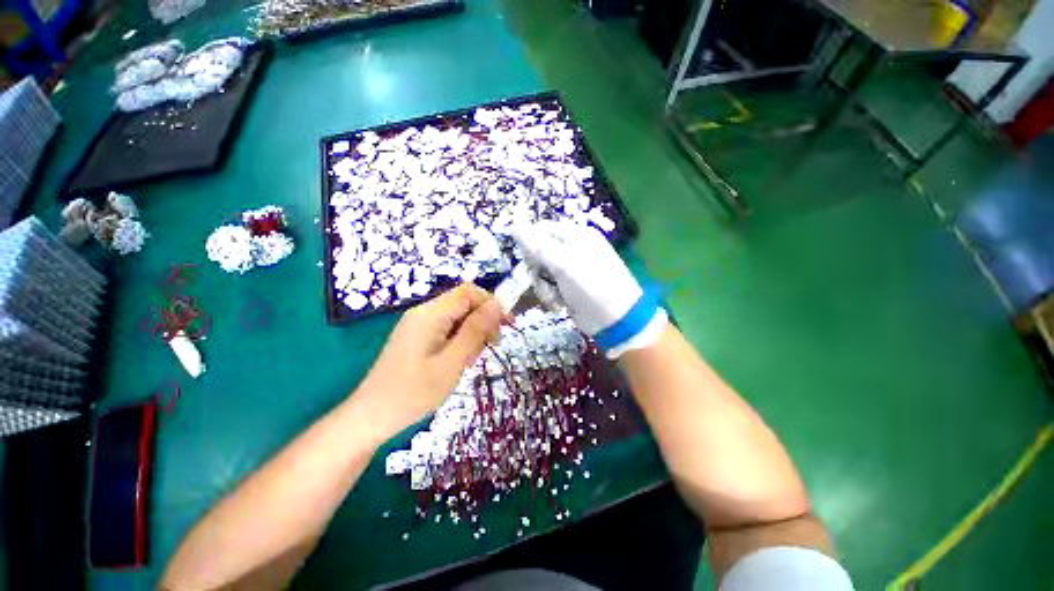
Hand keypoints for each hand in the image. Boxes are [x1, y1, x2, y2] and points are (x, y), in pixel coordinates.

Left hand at [353, 283, 503, 438]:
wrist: (371, 417)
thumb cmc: (413, 393)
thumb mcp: (453, 362)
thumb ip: (476, 330)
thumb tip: (498, 303)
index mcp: (431, 314)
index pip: (469, 292)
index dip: (491, 304)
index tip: (507, 326)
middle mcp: (424, 313)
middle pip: (463, 303)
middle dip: (483, 321)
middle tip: (492, 347)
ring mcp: (419, 325)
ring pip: (457, 318)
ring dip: (472, 334)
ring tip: (471, 360)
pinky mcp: (417, 337)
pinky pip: (446, 330)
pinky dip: (459, 341)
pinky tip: (459, 361)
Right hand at [512, 222, 666, 357]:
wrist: (616, 321)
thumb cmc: (592, 287)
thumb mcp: (564, 264)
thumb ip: (538, 246)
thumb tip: (514, 224)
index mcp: (576, 235)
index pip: (541, 230)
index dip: (530, 245)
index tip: (530, 262)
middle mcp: (572, 248)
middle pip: (538, 252)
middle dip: (537, 269)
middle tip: (544, 280)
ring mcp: (570, 269)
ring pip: (541, 271)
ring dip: (543, 286)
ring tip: (554, 296)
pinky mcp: (568, 286)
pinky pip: (548, 285)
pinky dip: (550, 295)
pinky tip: (559, 304)